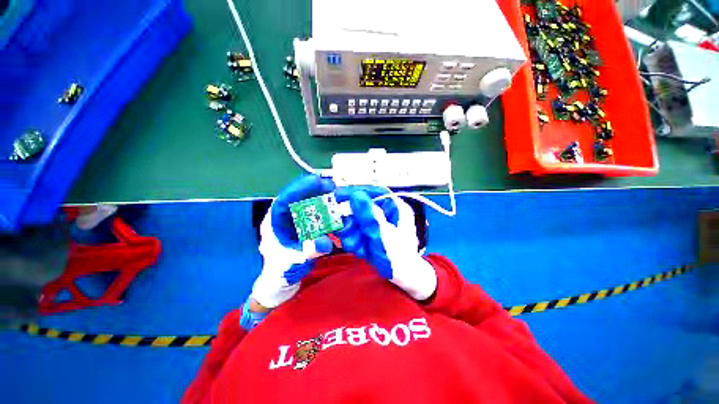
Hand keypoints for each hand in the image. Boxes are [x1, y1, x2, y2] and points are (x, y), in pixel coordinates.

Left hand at [250, 175, 335, 308]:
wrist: (281, 280)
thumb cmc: (281, 270)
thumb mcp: (294, 261)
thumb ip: (309, 251)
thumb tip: (326, 244)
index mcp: (274, 221)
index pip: (285, 198)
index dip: (301, 187)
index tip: (318, 180)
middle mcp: (284, 217)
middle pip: (298, 196)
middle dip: (314, 189)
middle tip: (332, 185)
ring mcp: (294, 220)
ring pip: (307, 202)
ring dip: (321, 197)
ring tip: (336, 193)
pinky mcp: (303, 225)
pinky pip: (314, 212)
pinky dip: (324, 209)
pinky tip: (335, 208)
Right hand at [336, 187, 436, 299]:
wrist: (405, 278)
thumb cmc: (400, 256)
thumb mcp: (384, 234)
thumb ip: (369, 215)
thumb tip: (356, 194)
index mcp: (395, 207)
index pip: (375, 192)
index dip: (357, 193)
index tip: (339, 196)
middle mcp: (386, 213)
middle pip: (362, 208)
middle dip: (353, 222)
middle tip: (348, 232)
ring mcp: (378, 224)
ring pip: (357, 222)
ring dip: (353, 235)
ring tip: (357, 247)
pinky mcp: (371, 234)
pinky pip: (357, 233)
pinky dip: (356, 242)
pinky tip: (361, 251)